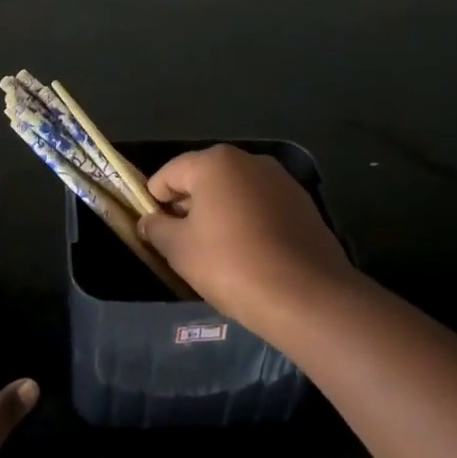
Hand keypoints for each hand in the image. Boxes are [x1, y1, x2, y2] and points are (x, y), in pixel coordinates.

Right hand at [141, 145, 355, 332]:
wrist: (307, 297)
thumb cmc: (231, 265)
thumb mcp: (180, 250)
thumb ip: (157, 229)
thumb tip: (149, 221)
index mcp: (215, 162)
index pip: (169, 174)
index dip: (154, 201)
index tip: (152, 230)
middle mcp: (249, 161)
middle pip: (204, 179)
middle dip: (188, 207)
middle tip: (181, 244)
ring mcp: (281, 181)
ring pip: (235, 193)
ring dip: (220, 214)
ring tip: (216, 254)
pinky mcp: (303, 205)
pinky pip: (262, 208)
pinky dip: (249, 223)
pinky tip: (249, 256)